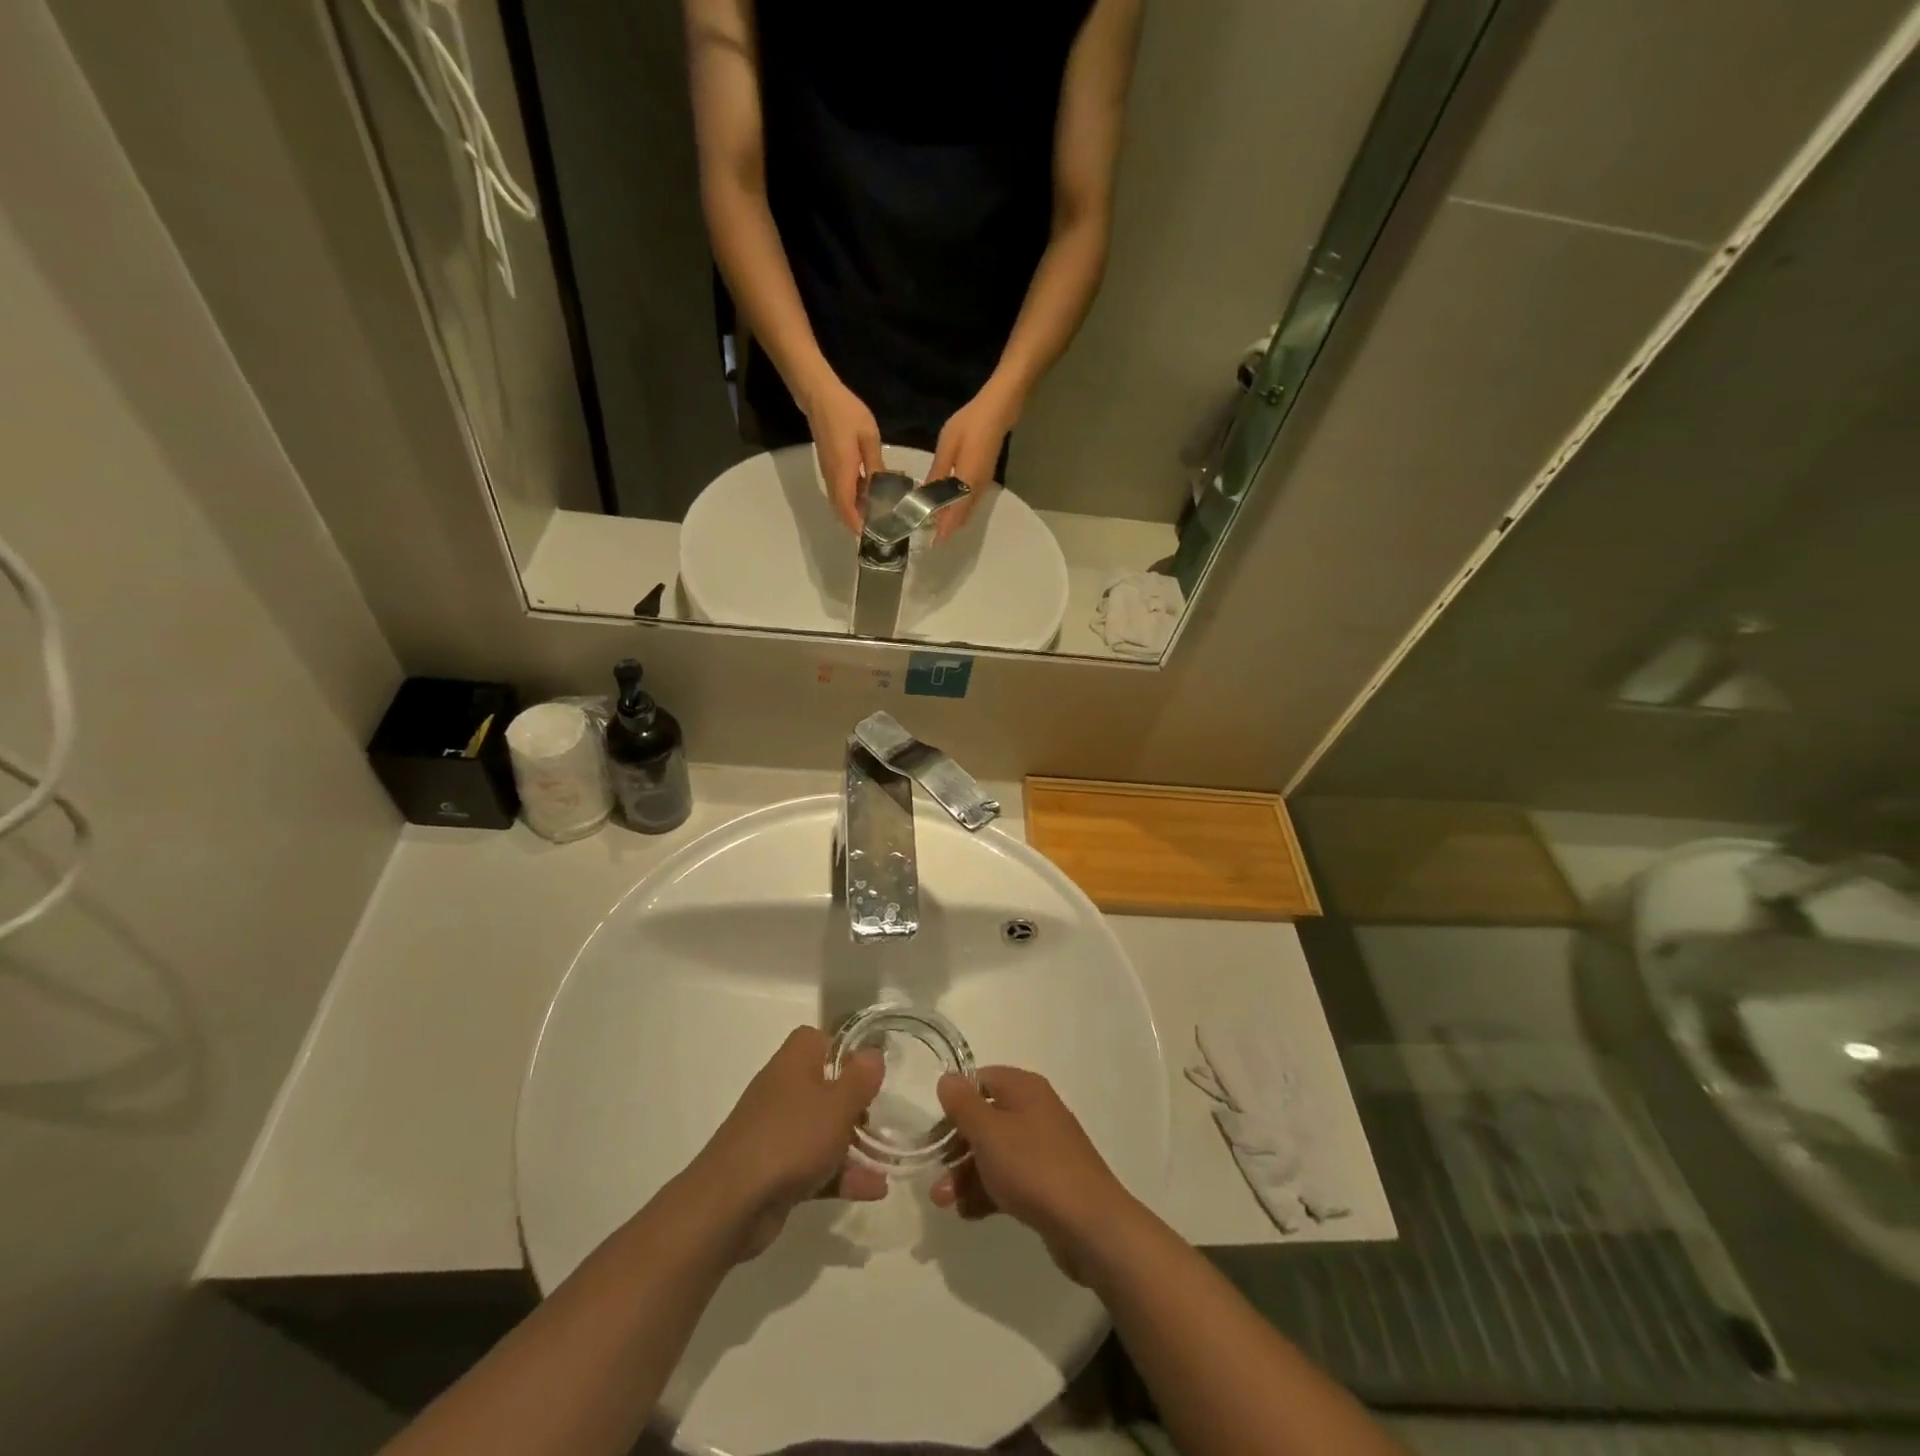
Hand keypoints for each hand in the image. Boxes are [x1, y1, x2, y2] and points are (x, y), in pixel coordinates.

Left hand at [689, 1027, 885, 1261]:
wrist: (731, 1203)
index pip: (819, 1039)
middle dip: (855, 1103)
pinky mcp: (775, 1170)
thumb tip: (874, 1053)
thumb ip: (861, 1078)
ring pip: (822, 1128)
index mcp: (794, 1063)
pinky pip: (815, 1164)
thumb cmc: (790, 1138)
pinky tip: (874, 1189)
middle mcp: (783, 1090)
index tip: (869, 1070)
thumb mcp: (838, 1104)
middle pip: (825, 1086)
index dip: (845, 1049)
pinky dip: (841, 1175)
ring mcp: (777, 1132)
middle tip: (881, 1116)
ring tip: (887, 1160)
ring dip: (853, 1143)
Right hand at [800, 376, 883, 532]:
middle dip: (857, 523)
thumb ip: (876, 465)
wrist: (819, 395)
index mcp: (842, 473)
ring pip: (839, 501)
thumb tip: (883, 489)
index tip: (872, 536)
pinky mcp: (829, 467)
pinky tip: (869, 495)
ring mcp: (828, 473)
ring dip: (854, 511)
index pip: (847, 508)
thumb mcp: (868, 438)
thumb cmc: (846, 413)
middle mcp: (832, 478)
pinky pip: (839, 491)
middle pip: (841, 510)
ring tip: (877, 515)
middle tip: (879, 529)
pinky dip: (851, 499)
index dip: (857, 525)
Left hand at [927, 380, 1020, 541]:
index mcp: (968, 483)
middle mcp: (977, 489)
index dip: (944, 530)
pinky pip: (970, 502)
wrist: (997, 410)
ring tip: (934, 525)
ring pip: (967, 511)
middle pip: (963, 518)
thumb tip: (925, 494)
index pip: (955, 515)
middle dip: (947, 529)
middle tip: (929, 536)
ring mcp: (983, 485)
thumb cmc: (969, 425)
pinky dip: (959, 510)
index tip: (932, 543)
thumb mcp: (947, 447)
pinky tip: (946, 506)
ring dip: (953, 520)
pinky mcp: (984, 479)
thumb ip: (937, 473)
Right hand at [930, 1066, 1136, 1280]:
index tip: (934, 1128)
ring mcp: (1044, 1149)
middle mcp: (1035, 1111)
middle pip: (986, 1119)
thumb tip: (947, 1079)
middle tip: (933, 1172)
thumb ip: (963, 1105)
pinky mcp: (1048, 1183)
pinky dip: (988, 1192)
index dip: (956, 1100)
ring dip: (966, 1174)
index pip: (982, 1080)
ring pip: (995, 1153)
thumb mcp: (989, 1132)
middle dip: (956, 1146)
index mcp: (1024, 1089)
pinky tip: (967, 1214)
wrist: (1090, 1225)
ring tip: (943, 1202)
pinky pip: (1010, 1179)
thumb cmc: (1033, 1167)